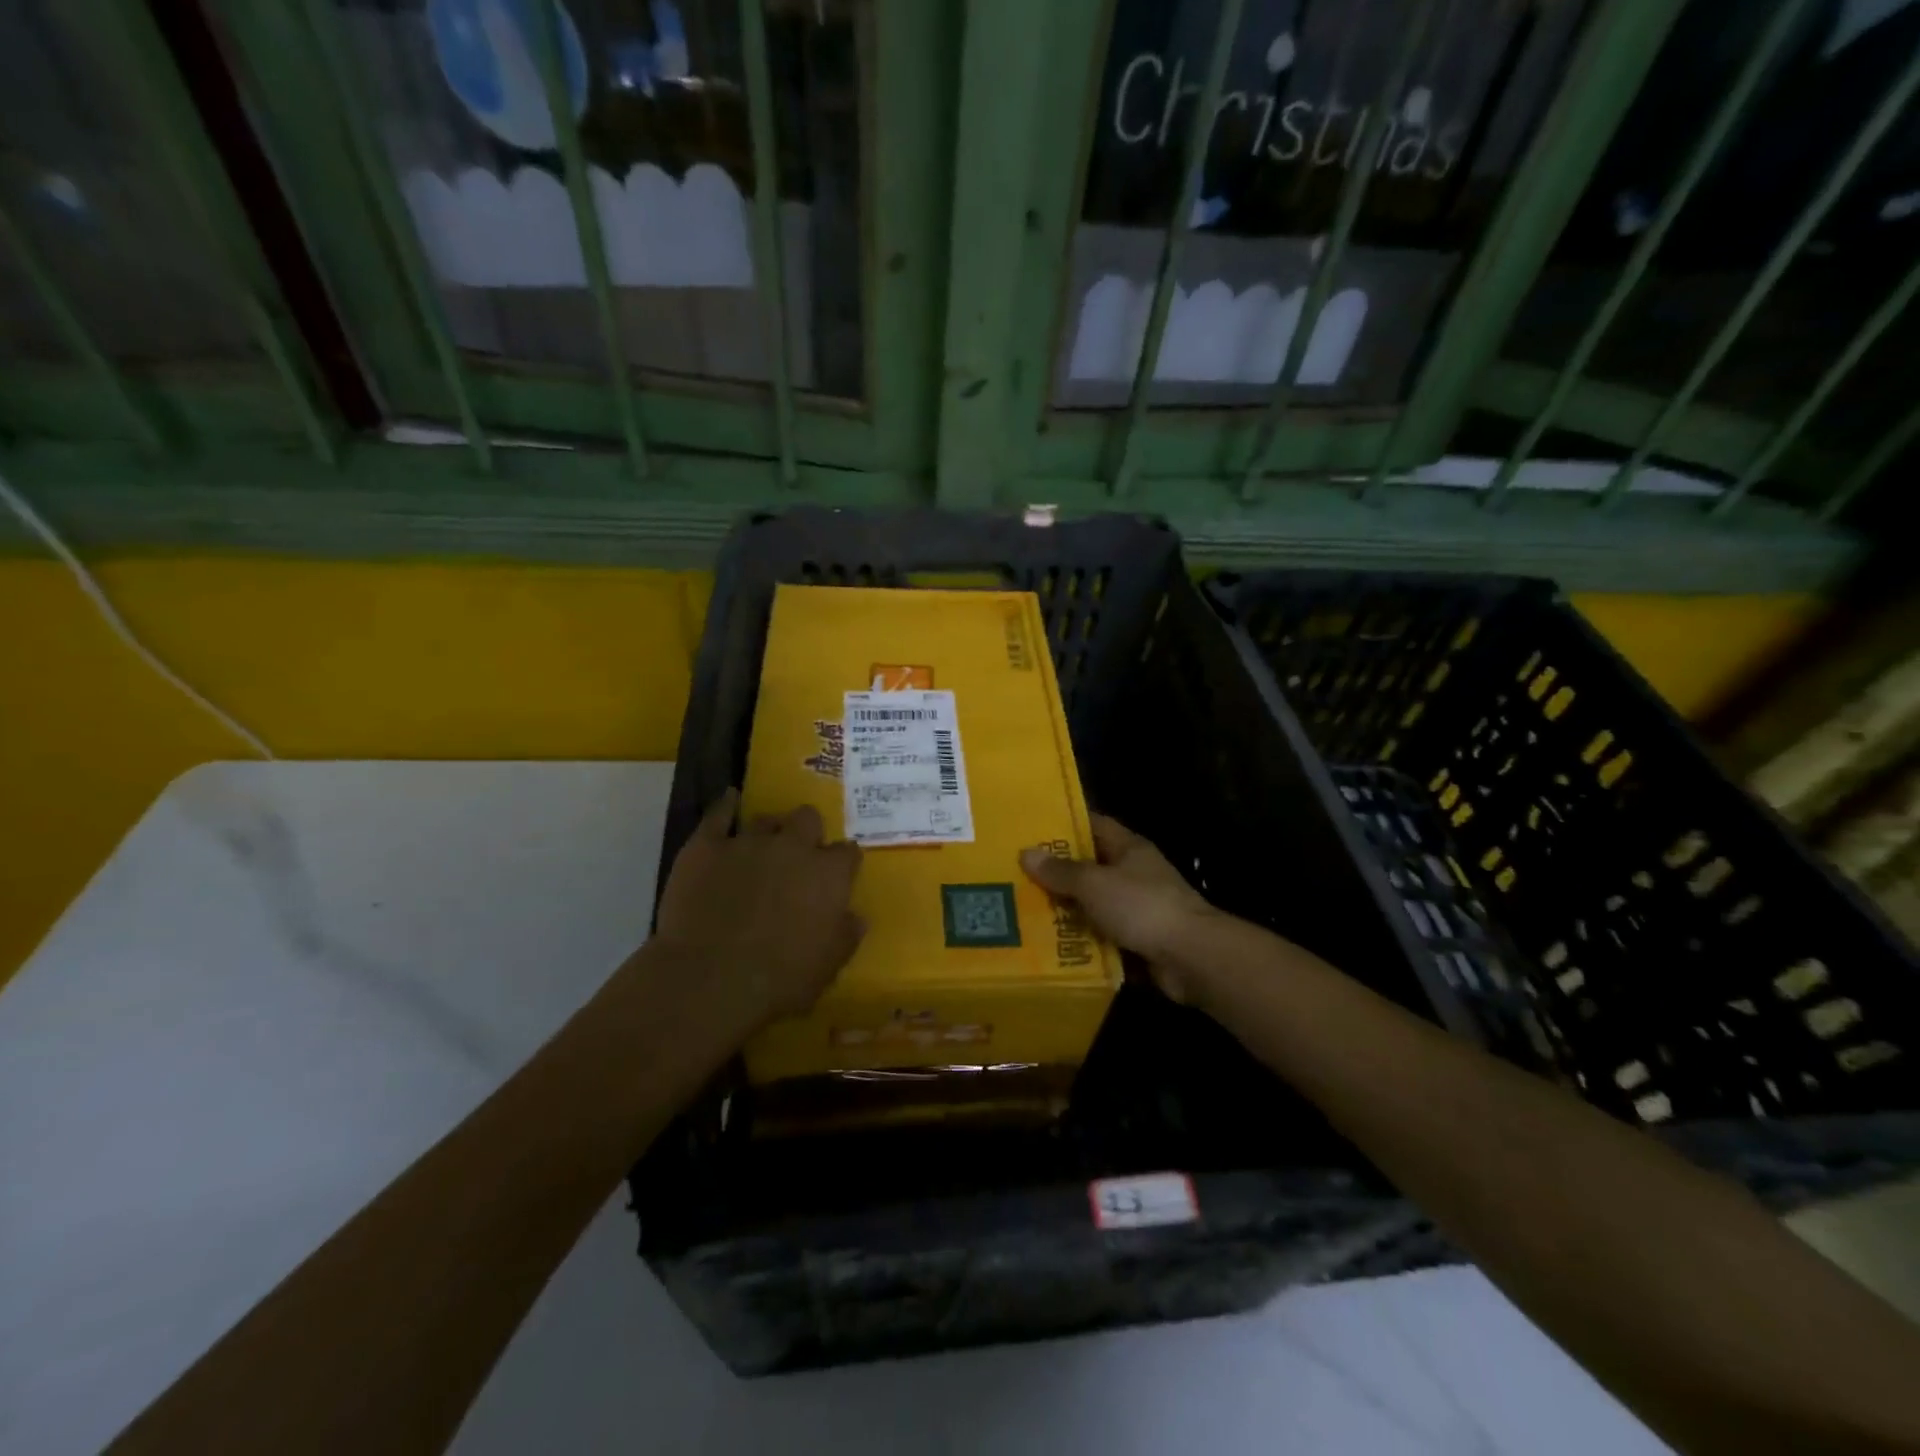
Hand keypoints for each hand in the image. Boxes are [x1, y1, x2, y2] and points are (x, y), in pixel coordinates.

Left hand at [652, 789, 864, 1038]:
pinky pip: (718, 814)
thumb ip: (846, 935)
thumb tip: (855, 917)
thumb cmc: (779, 980)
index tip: (837, 875)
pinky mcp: (706, 846)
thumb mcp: (828, 966)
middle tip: (798, 855)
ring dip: (768, 830)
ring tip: (762, 846)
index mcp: (829, 875)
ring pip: (766, 818)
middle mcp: (793, 848)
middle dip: (807, 832)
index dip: (842, 863)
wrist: (710, 979)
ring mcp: (748, 842)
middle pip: (808, 819)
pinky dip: (725, 806)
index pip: (847, 853)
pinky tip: (729, 800)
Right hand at [1020, 815, 1217, 1003]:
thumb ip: (1061, 871)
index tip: (1033, 829)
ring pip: (1095, 905)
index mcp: (1129, 848)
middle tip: (1018, 875)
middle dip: (1058, 873)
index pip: (1094, 825)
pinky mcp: (1139, 941)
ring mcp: (1139, 909)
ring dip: (1068, 911)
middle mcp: (1135, 874)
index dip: (1066, 823)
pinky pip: (1104, 937)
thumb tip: (1026, 853)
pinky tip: (1052, 947)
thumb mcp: (1094, 883)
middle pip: (1091, 867)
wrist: (1191, 957)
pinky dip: (1083, 942)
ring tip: (1026, 912)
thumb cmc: (1142, 906)